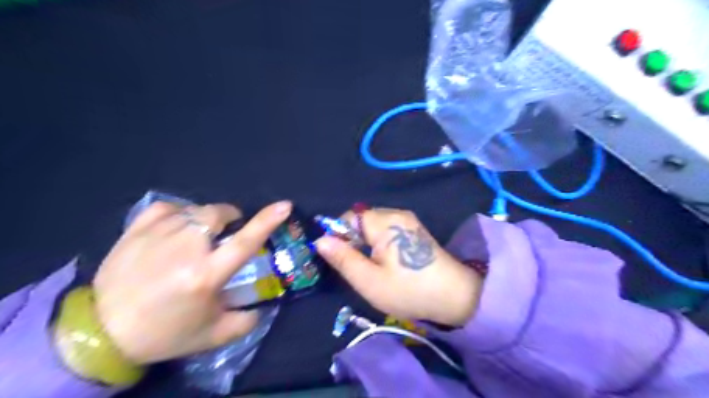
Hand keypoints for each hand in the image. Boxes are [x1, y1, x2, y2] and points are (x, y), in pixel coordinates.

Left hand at [92, 201, 291, 364]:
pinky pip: (166, 208)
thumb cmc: (164, 333)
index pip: (245, 241)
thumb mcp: (213, 335)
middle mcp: (185, 249)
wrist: (102, 333)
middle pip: (217, 214)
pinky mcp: (136, 231)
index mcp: (206, 275)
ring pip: (194, 210)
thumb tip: (263, 306)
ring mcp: (158, 235)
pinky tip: (176, 226)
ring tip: (199, 235)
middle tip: (226, 232)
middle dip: (229, 217)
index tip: (284, 205)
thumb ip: (246, 321)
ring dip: (205, 219)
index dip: (267, 221)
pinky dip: (178, 213)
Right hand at [316, 208, 482, 326]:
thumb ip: (343, 259)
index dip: (339, 236)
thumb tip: (319, 240)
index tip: (341, 260)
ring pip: (373, 225)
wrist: (455, 296)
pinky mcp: (414, 229)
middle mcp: (396, 213)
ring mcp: (408, 220)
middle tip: (358, 267)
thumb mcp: (369, 281)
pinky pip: (387, 229)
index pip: (349, 217)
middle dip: (353, 240)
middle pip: (361, 220)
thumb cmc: (409, 290)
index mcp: (385, 222)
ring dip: (366, 242)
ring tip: (373, 267)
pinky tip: (388, 262)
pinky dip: (379, 242)